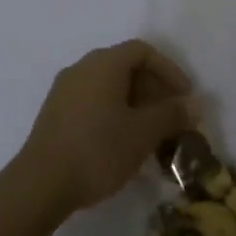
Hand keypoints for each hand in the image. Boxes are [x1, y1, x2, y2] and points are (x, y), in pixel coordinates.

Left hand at [16, 40, 199, 216]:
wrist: (40, 184)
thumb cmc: (98, 149)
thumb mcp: (143, 133)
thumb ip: (172, 114)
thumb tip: (195, 103)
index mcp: (104, 63)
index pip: (143, 51)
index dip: (169, 70)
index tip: (184, 97)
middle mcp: (82, 68)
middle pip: (125, 67)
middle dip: (153, 90)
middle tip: (171, 118)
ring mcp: (64, 90)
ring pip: (109, 87)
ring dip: (135, 104)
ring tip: (151, 135)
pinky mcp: (55, 113)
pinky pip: (93, 102)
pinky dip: (114, 113)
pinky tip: (122, 143)